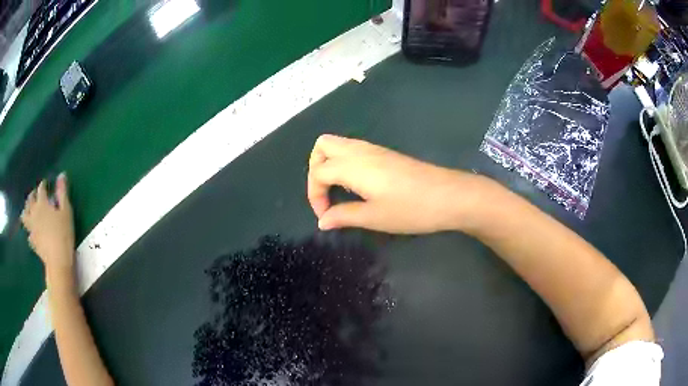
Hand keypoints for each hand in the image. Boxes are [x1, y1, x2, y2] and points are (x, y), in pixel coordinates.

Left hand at [21, 173, 74, 273]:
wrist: (57, 260)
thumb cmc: (63, 233)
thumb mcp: (66, 211)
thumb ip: (62, 192)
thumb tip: (61, 175)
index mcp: (42, 203)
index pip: (41, 189)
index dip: (43, 184)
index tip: (46, 183)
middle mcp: (34, 212)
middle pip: (30, 200)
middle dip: (32, 195)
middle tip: (35, 194)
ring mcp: (31, 228)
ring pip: (25, 215)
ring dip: (26, 210)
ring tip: (29, 210)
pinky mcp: (32, 241)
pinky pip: (28, 233)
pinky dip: (29, 230)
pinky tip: (32, 233)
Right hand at [307, 135, 484, 233]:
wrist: (450, 196)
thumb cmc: (411, 209)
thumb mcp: (375, 217)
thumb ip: (344, 216)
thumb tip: (323, 221)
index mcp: (353, 166)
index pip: (318, 172)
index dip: (314, 195)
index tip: (325, 216)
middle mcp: (360, 151)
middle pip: (323, 146)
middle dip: (315, 168)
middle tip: (326, 194)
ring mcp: (374, 149)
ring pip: (339, 144)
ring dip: (330, 164)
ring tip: (339, 191)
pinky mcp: (386, 153)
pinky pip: (354, 149)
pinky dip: (345, 163)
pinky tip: (357, 185)